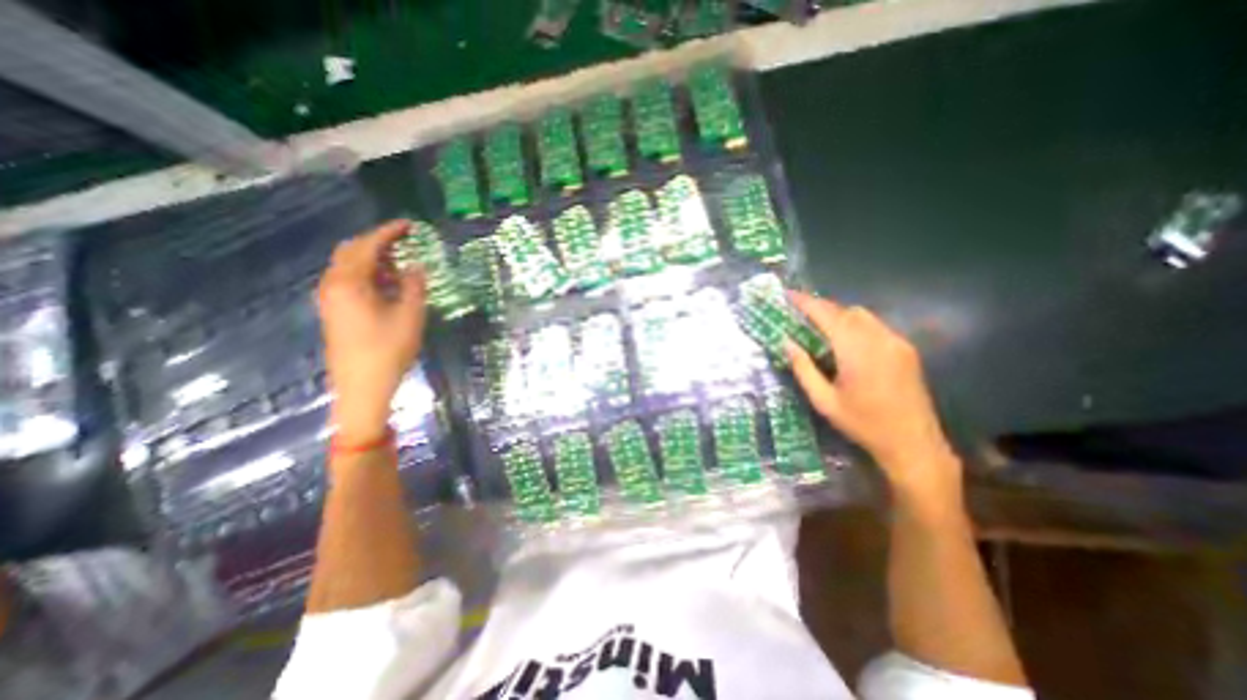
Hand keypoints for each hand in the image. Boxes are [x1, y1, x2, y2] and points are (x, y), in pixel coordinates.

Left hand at [318, 221, 427, 443]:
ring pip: (348, 266)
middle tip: (405, 243)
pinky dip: (367, 274)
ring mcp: (329, 299)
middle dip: (378, 243)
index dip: (389, 232)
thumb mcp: (410, 315)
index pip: (368, 246)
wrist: (361, 386)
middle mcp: (333, 285)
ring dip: (373, 260)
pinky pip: (348, 281)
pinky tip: (387, 286)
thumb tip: (415, 266)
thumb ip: (413, 285)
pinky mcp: (333, 311)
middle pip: (351, 251)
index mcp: (350, 282)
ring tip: (401, 265)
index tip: (409, 225)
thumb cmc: (389, 349)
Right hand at [783, 293, 955, 498]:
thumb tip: (786, 342)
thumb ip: (803, 369)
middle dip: (820, 307)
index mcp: (856, 351)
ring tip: (819, 327)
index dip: (805, 302)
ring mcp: (897, 342)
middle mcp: (879, 339)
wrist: (913, 443)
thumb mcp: (824, 401)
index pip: (827, 315)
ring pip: (863, 315)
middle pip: (845, 310)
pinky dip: (855, 324)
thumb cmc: (863, 424)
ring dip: (838, 315)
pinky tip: (846, 341)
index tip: (787, 295)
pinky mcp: (906, 349)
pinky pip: (876, 325)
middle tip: (799, 314)